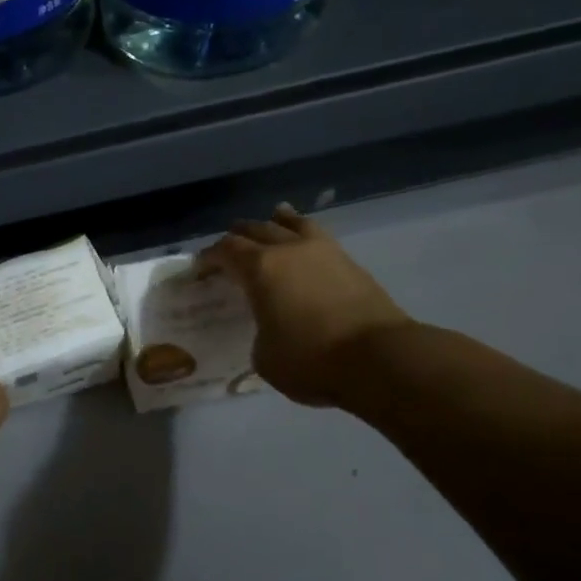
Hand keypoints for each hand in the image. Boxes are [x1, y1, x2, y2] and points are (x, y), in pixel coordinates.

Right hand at [198, 204, 411, 408]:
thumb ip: (259, 333)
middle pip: (255, 229)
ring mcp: (322, 251)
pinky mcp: (350, 262)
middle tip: (228, 249)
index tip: (200, 268)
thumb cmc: (312, 360)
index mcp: (259, 268)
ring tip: (270, 220)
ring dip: (275, 222)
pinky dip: (303, 232)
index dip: (208, 257)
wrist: (380, 358)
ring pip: (291, 223)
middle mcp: (287, 250)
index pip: (225, 250)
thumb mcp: (265, 357)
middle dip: (237, 237)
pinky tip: (303, 239)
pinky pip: (317, 236)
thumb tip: (270, 327)